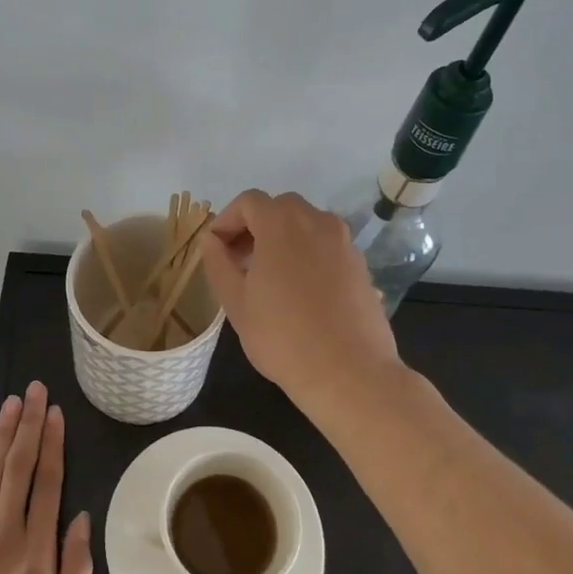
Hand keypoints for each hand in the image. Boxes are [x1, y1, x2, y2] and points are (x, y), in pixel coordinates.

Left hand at [0, 382, 93, 573]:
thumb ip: (75, 572)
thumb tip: (81, 519)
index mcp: (37, 552)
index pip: (48, 483)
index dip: (53, 444)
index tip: (56, 413)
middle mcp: (5, 532)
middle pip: (19, 467)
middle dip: (29, 425)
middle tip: (34, 390)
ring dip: (3, 435)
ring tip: (12, 403)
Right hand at [200, 190, 400, 395]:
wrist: (349, 372)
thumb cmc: (283, 337)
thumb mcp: (236, 302)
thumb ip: (218, 263)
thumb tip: (211, 240)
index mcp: (282, 224)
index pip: (249, 201)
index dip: (227, 220)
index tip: (217, 249)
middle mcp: (317, 222)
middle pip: (280, 208)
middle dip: (255, 226)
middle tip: (239, 261)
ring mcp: (344, 242)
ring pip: (306, 225)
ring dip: (283, 239)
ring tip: (269, 277)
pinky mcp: (361, 265)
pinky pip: (327, 246)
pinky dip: (308, 254)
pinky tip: (300, 291)